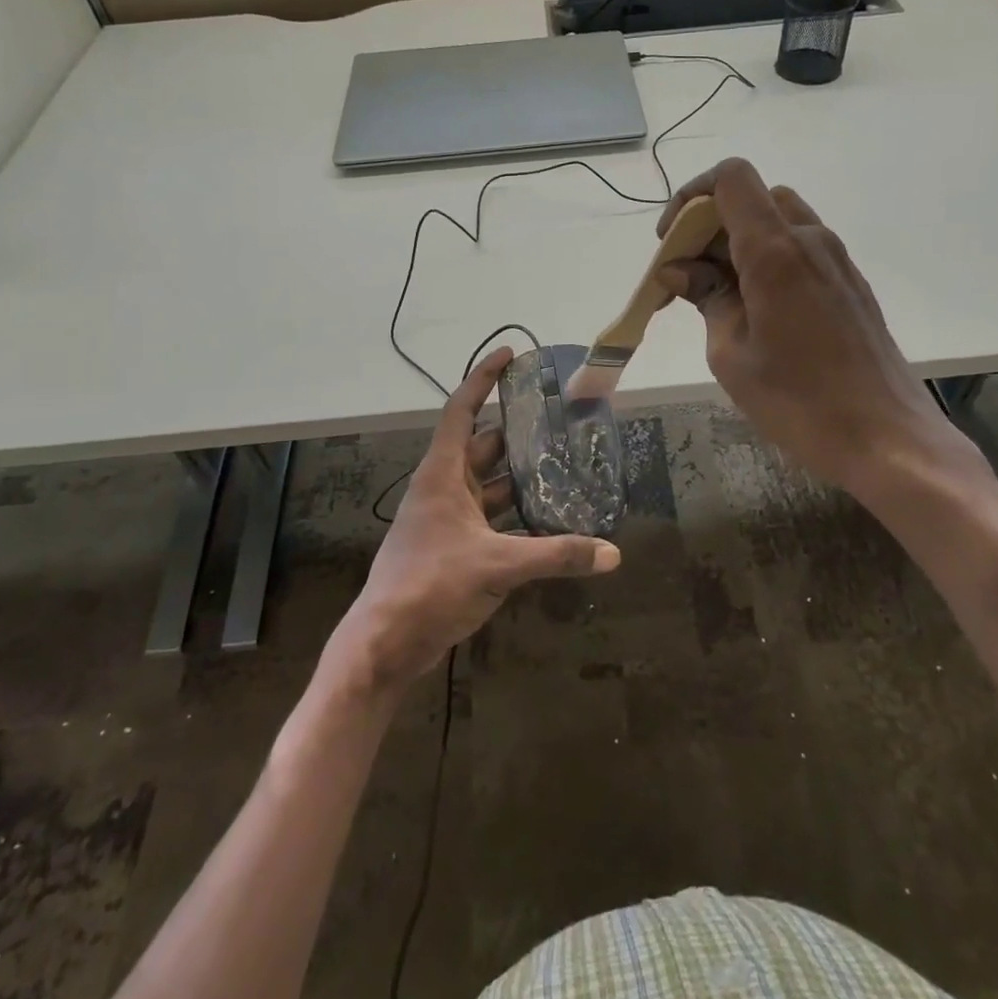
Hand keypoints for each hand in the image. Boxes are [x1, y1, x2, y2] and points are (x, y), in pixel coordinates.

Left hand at [331, 348, 620, 692]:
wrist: (385, 643)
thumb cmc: (431, 585)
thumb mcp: (498, 565)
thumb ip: (556, 555)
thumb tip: (612, 553)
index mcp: (443, 474)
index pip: (462, 409)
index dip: (483, 379)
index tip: (510, 355)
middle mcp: (444, 488)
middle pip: (484, 446)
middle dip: (519, 432)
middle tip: (561, 421)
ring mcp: (449, 519)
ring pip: (491, 485)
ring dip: (522, 477)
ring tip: (566, 466)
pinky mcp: (456, 547)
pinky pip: (493, 519)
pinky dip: (518, 516)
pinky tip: (551, 520)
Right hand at [656, 158, 979, 501]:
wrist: (886, 437)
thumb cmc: (798, 400)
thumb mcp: (731, 353)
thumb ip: (706, 298)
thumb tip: (679, 270)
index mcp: (775, 251)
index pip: (731, 179)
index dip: (691, 197)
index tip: (672, 244)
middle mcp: (810, 239)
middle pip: (753, 197)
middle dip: (711, 225)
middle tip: (688, 276)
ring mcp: (836, 260)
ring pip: (778, 221)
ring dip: (740, 242)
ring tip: (718, 295)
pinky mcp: (849, 283)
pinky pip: (800, 248)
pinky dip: (767, 259)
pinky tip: (756, 309)